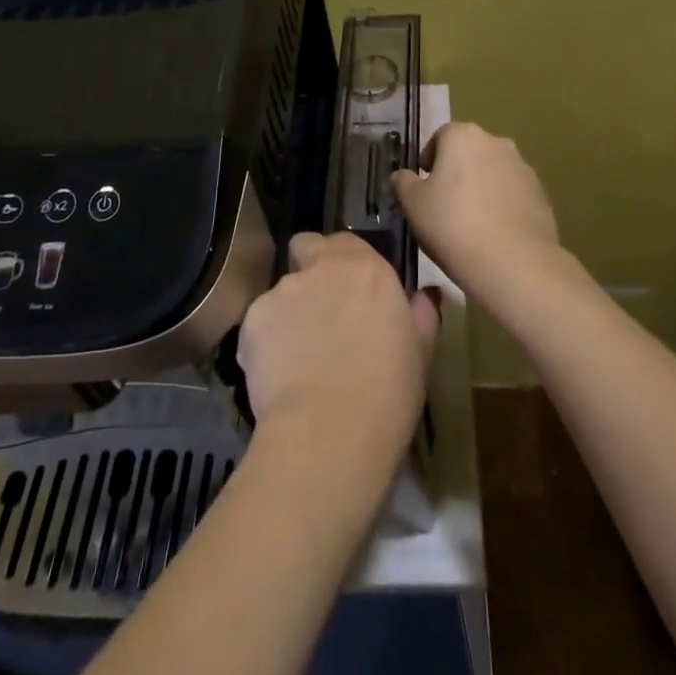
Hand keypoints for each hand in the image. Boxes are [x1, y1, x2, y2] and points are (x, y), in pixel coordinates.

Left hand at [237, 232, 439, 472]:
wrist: (328, 433)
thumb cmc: (387, 394)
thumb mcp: (420, 354)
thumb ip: (420, 315)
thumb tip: (423, 296)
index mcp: (366, 268)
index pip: (345, 241)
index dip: (344, 262)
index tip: (351, 291)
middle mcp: (321, 267)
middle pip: (305, 249)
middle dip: (308, 269)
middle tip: (320, 313)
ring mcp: (282, 290)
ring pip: (282, 292)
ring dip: (290, 313)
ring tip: (298, 359)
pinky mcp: (252, 320)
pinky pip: (259, 325)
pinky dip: (266, 343)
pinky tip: (278, 377)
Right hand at [392, 122, 564, 317]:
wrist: (514, 263)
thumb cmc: (453, 225)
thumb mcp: (413, 205)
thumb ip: (404, 183)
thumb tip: (403, 176)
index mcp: (464, 136)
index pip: (440, 136)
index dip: (429, 159)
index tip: (423, 186)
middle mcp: (497, 142)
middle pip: (469, 152)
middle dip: (457, 172)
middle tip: (444, 205)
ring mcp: (523, 168)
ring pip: (493, 172)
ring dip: (481, 188)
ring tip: (470, 223)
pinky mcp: (541, 195)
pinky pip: (512, 195)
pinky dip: (502, 206)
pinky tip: (493, 235)